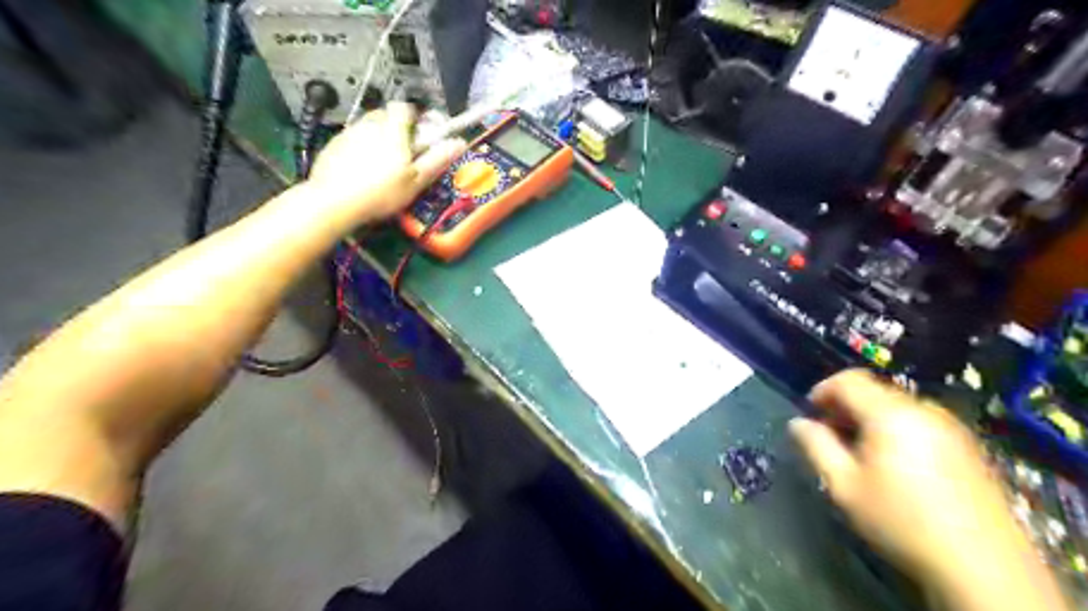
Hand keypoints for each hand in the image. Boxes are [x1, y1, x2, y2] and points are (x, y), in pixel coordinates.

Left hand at [303, 103, 464, 226]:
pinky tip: (364, 173)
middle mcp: (370, 124)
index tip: (420, 137)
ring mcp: (349, 133)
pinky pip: (353, 140)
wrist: (334, 202)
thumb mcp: (416, 179)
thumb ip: (437, 158)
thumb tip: (459, 143)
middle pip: (387, 116)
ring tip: (383, 167)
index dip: (415, 119)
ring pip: (369, 128)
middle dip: (398, 130)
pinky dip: (361, 150)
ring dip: (379, 140)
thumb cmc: (381, 192)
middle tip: (405, 155)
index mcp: (393, 129)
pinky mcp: (333, 145)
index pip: (405, 107)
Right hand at [792, 373, 1021, 581]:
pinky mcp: (969, 447)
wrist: (984, 568)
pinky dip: (897, 431)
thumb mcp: (844, 486)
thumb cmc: (901, 521)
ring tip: (861, 455)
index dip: (822, 390)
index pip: (849, 380)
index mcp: (891, 414)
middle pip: (875, 391)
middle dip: (846, 407)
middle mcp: (924, 410)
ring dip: (871, 420)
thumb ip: (816, 446)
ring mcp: (952, 428)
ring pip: (898, 407)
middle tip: (832, 439)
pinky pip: (921, 423)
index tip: (810, 415)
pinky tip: (896, 466)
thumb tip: (797, 423)